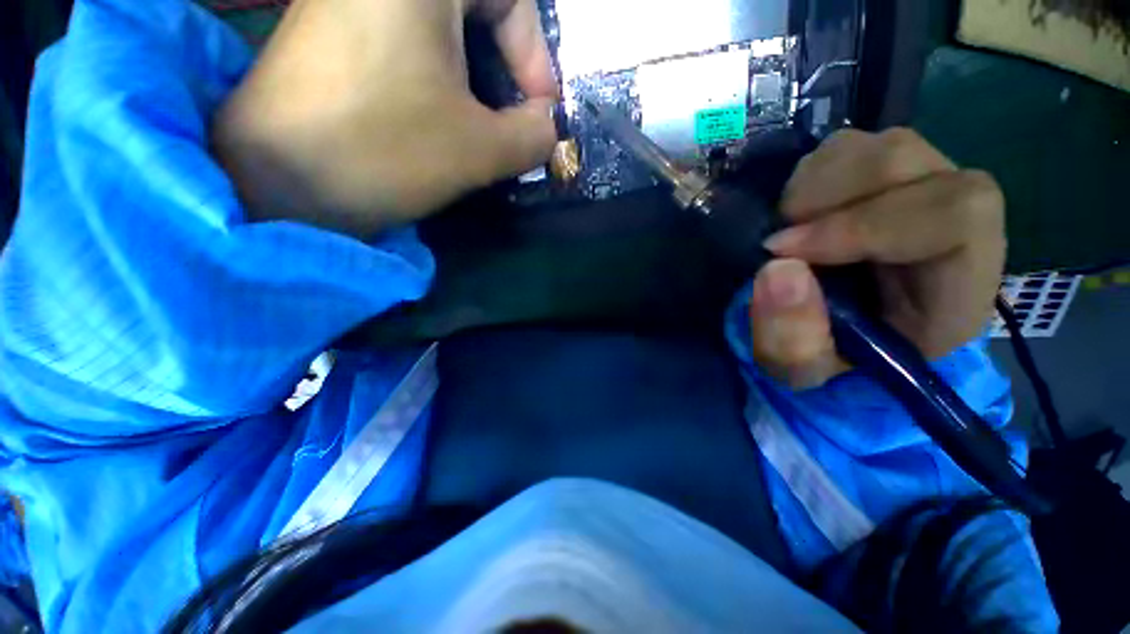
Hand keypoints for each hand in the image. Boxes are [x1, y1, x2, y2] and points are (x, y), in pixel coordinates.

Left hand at [213, 0, 559, 236]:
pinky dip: (438, 76)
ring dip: (474, 77)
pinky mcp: (333, 29)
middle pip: (476, 9)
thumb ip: (534, 135)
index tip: (540, 113)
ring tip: (480, 126)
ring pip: (443, 28)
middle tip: (514, 120)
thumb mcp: (479, 150)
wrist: (275, 182)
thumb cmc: (384, 153)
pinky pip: (407, 39)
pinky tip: (438, 117)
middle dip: (506, 67)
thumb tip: (550, 126)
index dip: (535, 58)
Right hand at [750, 128, 1005, 388]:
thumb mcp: (803, 371)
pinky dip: (809, 177)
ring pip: (876, 146)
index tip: (785, 251)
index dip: (864, 224)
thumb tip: (776, 268)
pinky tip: (797, 214)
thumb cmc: (831, 360)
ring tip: (787, 229)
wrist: (836, 334)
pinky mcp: (885, 177)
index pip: (955, 216)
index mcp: (960, 284)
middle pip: (908, 162)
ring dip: (813, 186)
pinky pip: (849, 149)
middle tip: (779, 240)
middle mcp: (953, 220)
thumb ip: (792, 340)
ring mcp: (922, 187)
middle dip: (825, 198)